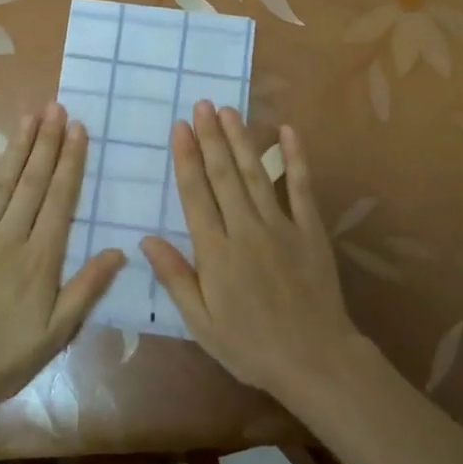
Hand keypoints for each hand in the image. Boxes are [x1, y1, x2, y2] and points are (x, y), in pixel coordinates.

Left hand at [0, 102, 124, 425]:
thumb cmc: (5, 356)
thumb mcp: (57, 332)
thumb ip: (88, 288)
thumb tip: (120, 250)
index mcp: (40, 258)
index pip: (60, 200)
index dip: (71, 162)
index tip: (79, 129)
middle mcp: (9, 238)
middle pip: (33, 183)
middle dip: (48, 143)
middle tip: (58, 108)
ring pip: (1, 183)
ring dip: (17, 148)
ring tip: (31, 117)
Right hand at [141, 103, 364, 402]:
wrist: (315, 358)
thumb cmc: (251, 346)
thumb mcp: (202, 323)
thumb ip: (176, 278)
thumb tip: (147, 240)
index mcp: (216, 252)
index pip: (196, 195)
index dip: (186, 159)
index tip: (179, 128)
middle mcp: (245, 230)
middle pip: (224, 175)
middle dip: (211, 137)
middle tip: (201, 105)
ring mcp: (281, 226)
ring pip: (255, 174)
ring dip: (241, 139)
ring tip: (229, 110)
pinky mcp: (310, 229)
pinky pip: (301, 187)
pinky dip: (295, 157)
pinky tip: (287, 131)